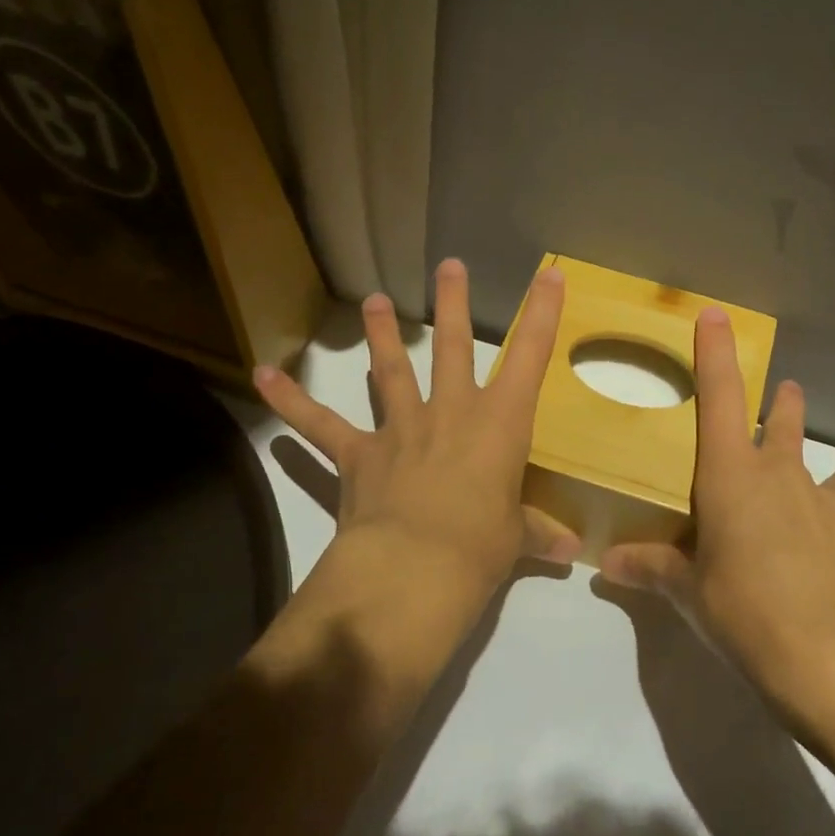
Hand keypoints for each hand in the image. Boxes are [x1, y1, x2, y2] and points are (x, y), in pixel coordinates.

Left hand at [253, 258, 579, 590]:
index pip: (529, 357)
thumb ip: (537, 533)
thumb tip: (571, 550)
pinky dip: (291, 401)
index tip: (549, 275)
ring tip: (373, 301)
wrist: (413, 569)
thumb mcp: (515, 538)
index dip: (542, 313)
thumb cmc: (480, 546)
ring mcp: (402, 428)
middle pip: (454, 347)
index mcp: (500, 424)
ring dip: (381, 335)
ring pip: (391, 371)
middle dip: (453, 304)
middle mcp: (451, 413)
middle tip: (448, 266)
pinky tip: (263, 376)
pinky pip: (321, 424)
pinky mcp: (358, 454)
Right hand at [599, 306, 834, 704]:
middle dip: (787, 406)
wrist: (831, 654)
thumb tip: (607, 564)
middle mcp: (786, 480)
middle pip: (789, 427)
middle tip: (790, 392)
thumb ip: (652, 569)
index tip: (715, 316)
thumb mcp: (689, 591)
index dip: (716, 355)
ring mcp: (833, 512)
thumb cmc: (744, 608)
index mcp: (735, 476)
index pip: (720, 399)